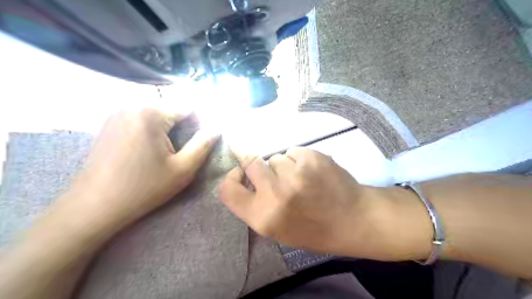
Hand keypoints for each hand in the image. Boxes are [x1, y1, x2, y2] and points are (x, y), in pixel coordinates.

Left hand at [66, 110, 218, 228]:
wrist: (95, 205)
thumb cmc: (144, 187)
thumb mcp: (183, 168)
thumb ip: (203, 144)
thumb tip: (217, 127)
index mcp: (151, 113)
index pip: (188, 108)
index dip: (199, 124)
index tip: (199, 143)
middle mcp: (132, 105)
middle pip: (171, 109)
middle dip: (182, 126)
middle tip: (181, 149)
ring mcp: (117, 112)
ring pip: (156, 113)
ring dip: (167, 127)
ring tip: (166, 151)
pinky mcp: (109, 122)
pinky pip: (140, 118)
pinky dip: (151, 129)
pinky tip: (147, 150)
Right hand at [217, 148, 419, 259]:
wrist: (354, 219)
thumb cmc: (314, 229)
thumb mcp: (278, 229)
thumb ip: (256, 206)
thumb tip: (244, 178)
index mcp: (263, 217)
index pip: (227, 190)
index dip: (231, 178)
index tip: (239, 174)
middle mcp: (274, 193)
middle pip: (250, 162)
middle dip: (257, 164)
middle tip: (273, 172)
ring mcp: (294, 173)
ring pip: (275, 157)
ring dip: (282, 165)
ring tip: (300, 179)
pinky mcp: (311, 157)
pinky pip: (293, 151)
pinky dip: (299, 159)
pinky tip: (313, 173)